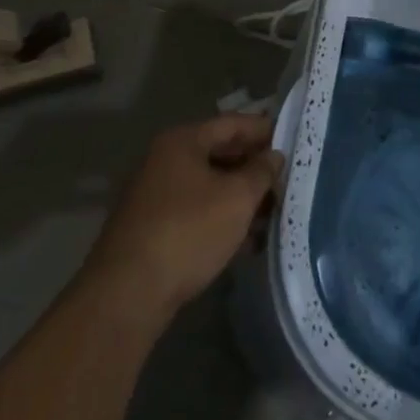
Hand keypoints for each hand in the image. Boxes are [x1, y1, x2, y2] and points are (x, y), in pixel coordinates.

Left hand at [85, 115, 283, 316]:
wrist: (127, 296)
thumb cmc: (187, 232)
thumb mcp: (237, 198)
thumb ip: (261, 172)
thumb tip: (274, 156)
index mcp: (182, 141)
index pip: (232, 123)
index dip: (264, 129)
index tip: (293, 140)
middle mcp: (165, 160)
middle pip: (220, 153)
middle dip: (254, 167)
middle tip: (286, 179)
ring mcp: (155, 195)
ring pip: (209, 185)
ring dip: (241, 196)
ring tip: (273, 213)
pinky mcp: (152, 228)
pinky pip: (197, 211)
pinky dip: (222, 218)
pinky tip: (247, 240)